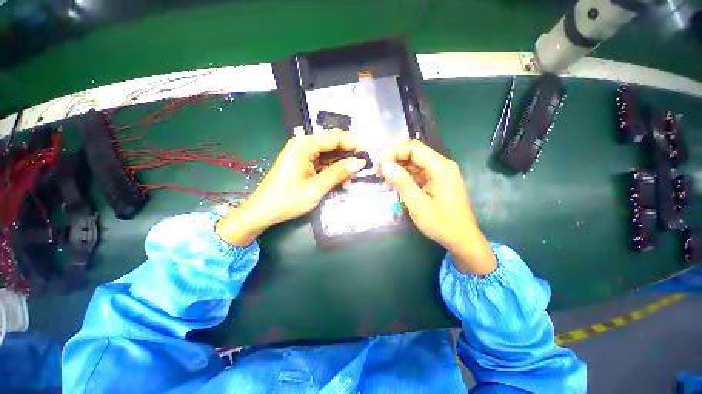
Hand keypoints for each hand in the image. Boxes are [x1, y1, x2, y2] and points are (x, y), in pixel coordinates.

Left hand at [216, 130, 366, 245]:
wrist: (263, 212)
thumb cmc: (287, 200)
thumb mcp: (316, 188)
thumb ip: (338, 173)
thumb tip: (360, 162)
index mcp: (303, 146)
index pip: (334, 137)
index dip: (352, 144)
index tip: (367, 155)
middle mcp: (303, 145)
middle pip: (332, 144)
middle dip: (348, 157)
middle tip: (361, 170)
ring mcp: (303, 155)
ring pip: (330, 155)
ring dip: (342, 167)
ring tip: (350, 182)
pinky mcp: (303, 164)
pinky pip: (323, 164)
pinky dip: (333, 172)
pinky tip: (341, 183)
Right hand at [380, 140, 495, 275]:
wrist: (462, 239)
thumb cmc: (441, 223)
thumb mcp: (418, 203)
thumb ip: (402, 182)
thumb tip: (384, 165)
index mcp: (440, 167)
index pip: (413, 149)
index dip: (393, 152)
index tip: (378, 163)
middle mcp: (442, 165)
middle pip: (414, 153)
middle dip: (394, 158)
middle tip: (378, 170)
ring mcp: (440, 173)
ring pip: (415, 162)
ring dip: (398, 167)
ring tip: (382, 178)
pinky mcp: (437, 181)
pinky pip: (418, 172)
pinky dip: (405, 176)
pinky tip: (393, 184)